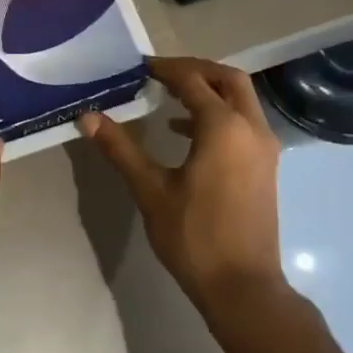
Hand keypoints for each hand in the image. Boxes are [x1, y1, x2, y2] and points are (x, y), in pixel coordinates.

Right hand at [77, 56, 288, 322]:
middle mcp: (251, 129)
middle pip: (228, 79)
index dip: (164, 70)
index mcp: (223, 128)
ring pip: (242, 100)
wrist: (242, 286)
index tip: (138, 67)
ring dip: (209, 91)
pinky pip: (244, 122)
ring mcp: (264, 148)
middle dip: (196, 70)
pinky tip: (184, 133)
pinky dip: (219, 114)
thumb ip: (120, 148)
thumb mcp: (150, 190)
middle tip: (161, 73)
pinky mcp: (265, 166)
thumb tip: (88, 117)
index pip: (193, 81)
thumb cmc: (193, 236)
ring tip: (169, 95)